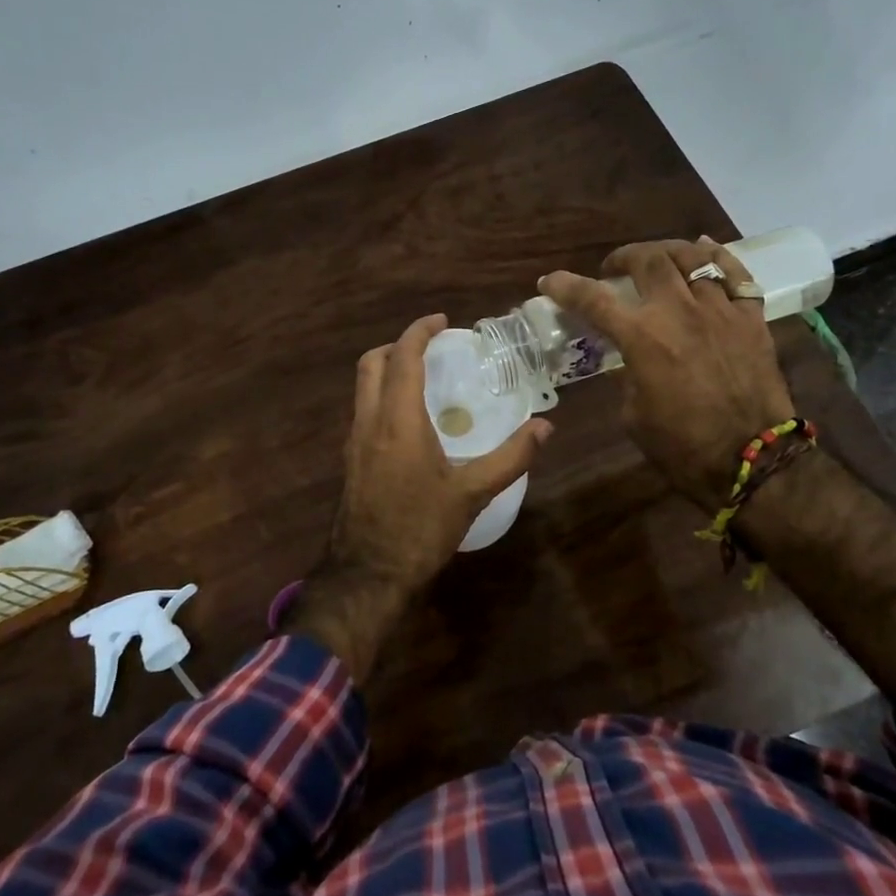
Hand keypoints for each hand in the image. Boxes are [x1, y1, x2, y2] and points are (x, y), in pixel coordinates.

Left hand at [284, 314, 552, 682]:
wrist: (367, 574)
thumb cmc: (420, 529)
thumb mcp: (472, 494)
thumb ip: (511, 457)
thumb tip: (545, 427)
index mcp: (398, 420)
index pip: (403, 357)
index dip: (420, 331)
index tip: (442, 321)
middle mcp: (369, 421)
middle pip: (372, 363)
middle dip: (399, 346)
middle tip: (431, 348)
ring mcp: (354, 441)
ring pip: (363, 387)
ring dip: (388, 370)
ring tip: (424, 379)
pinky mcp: (350, 460)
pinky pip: (363, 410)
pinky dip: (383, 396)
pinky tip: (410, 421)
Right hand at [541, 238, 792, 511]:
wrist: (752, 460)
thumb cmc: (682, 446)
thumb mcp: (634, 414)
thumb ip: (628, 376)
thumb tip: (631, 360)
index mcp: (642, 337)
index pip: (593, 299)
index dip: (565, 286)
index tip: (549, 281)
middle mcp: (678, 311)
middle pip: (648, 260)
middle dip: (624, 257)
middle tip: (614, 268)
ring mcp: (720, 309)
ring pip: (692, 257)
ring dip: (666, 252)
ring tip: (658, 259)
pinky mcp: (751, 318)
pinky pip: (736, 273)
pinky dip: (717, 256)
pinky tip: (705, 250)